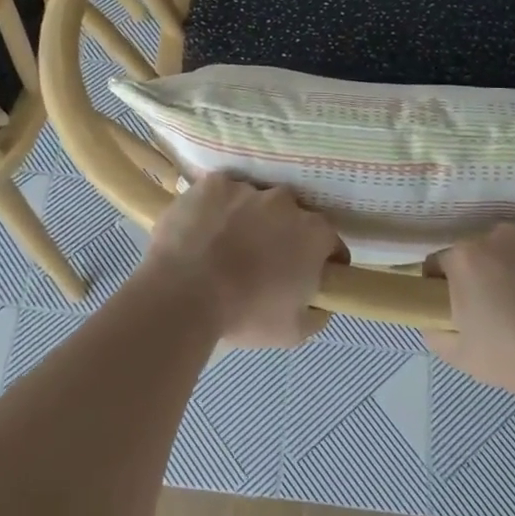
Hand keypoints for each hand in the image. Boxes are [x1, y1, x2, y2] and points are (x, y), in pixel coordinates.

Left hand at [143, 173, 339, 347]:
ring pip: (254, 202)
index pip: (330, 243)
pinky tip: (203, 231)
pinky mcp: (213, 184)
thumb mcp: (294, 331)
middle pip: (291, 217)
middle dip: (282, 235)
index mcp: (313, 233)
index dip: (322, 260)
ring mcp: (247, 188)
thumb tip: (319, 300)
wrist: (184, 293)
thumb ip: (317, 311)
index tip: (307, 277)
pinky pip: (221, 194)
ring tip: (224, 247)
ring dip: (247, 219)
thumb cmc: (245, 314)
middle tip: (262, 262)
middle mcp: (285, 202)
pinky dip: (216, 208)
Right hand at [425, 224, 514, 398]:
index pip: (438, 265)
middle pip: (480, 253)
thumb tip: (432, 321)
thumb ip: (438, 337)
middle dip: (486, 277)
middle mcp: (495, 234)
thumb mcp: (470, 361)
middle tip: (506, 312)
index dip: (444, 289)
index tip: (461, 312)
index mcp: (464, 259)